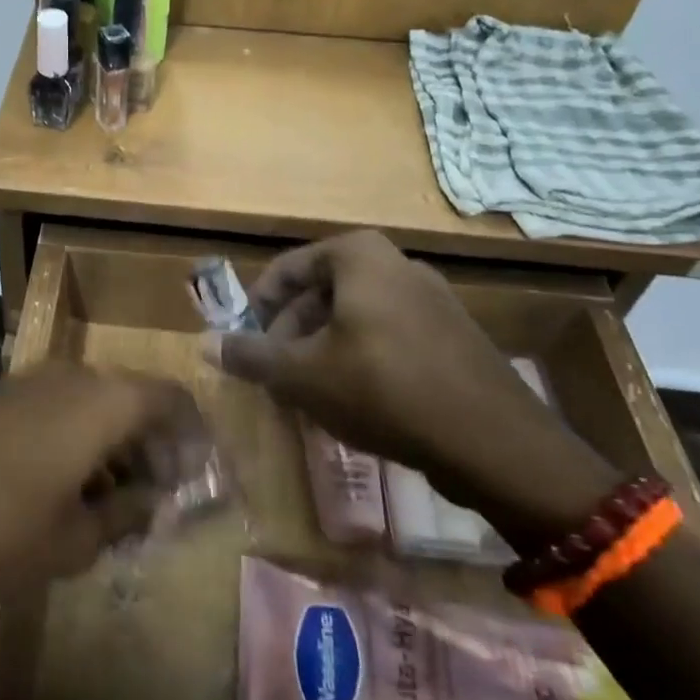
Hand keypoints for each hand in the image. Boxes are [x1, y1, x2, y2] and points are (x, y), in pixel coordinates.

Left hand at [0, 365, 191, 603]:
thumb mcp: (70, 542)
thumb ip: (123, 515)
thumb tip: (151, 500)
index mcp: (102, 401)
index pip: (171, 399)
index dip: (193, 438)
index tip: (196, 484)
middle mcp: (70, 377)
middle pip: (132, 399)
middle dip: (152, 448)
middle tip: (156, 503)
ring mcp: (26, 383)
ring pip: (92, 406)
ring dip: (112, 448)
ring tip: (111, 507)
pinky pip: (55, 411)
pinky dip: (75, 443)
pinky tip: (60, 492)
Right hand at [205, 232, 617, 544]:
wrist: (494, 442)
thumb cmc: (384, 390)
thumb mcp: (303, 375)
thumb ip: (251, 355)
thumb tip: (205, 344)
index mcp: (359, 256)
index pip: (288, 268)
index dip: (258, 305)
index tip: (245, 342)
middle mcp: (397, 264)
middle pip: (322, 291)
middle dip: (290, 331)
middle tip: (274, 373)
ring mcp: (433, 298)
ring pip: (355, 316)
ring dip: (322, 348)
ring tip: (308, 392)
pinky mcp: (454, 334)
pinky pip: (389, 334)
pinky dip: (360, 358)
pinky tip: (354, 401)